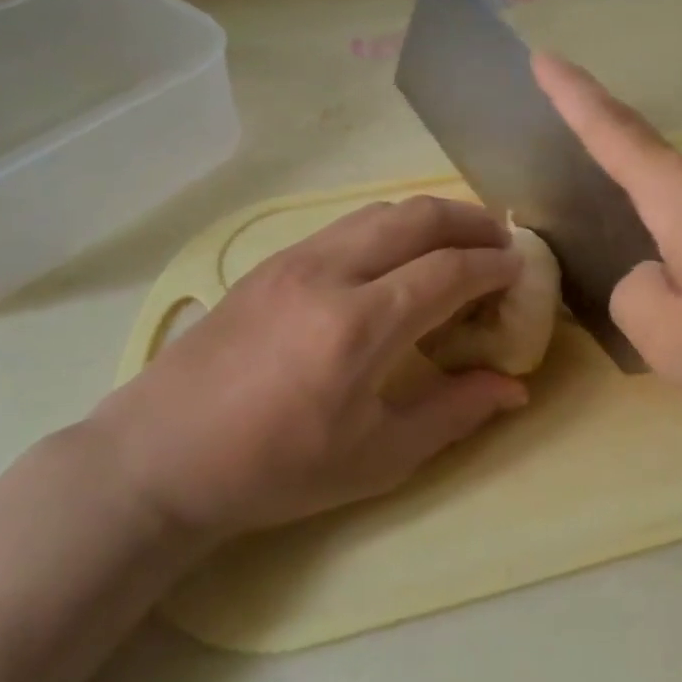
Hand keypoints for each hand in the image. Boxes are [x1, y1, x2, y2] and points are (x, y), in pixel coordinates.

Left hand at [89, 197, 529, 539]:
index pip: (449, 270)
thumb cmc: (276, 469)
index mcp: (361, 326)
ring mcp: (295, 260)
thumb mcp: (378, 457)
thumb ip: (455, 413)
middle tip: (501, 242)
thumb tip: (515, 388)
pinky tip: (397, 259)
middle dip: (471, 221)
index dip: (494, 265)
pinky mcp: (271, 262)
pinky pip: (348, 225)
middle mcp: (330, 274)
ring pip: (381, 211)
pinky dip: (391, 227)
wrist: (160, 457)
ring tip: (458, 242)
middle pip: (419, 217)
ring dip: (431, 218)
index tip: (521, 271)